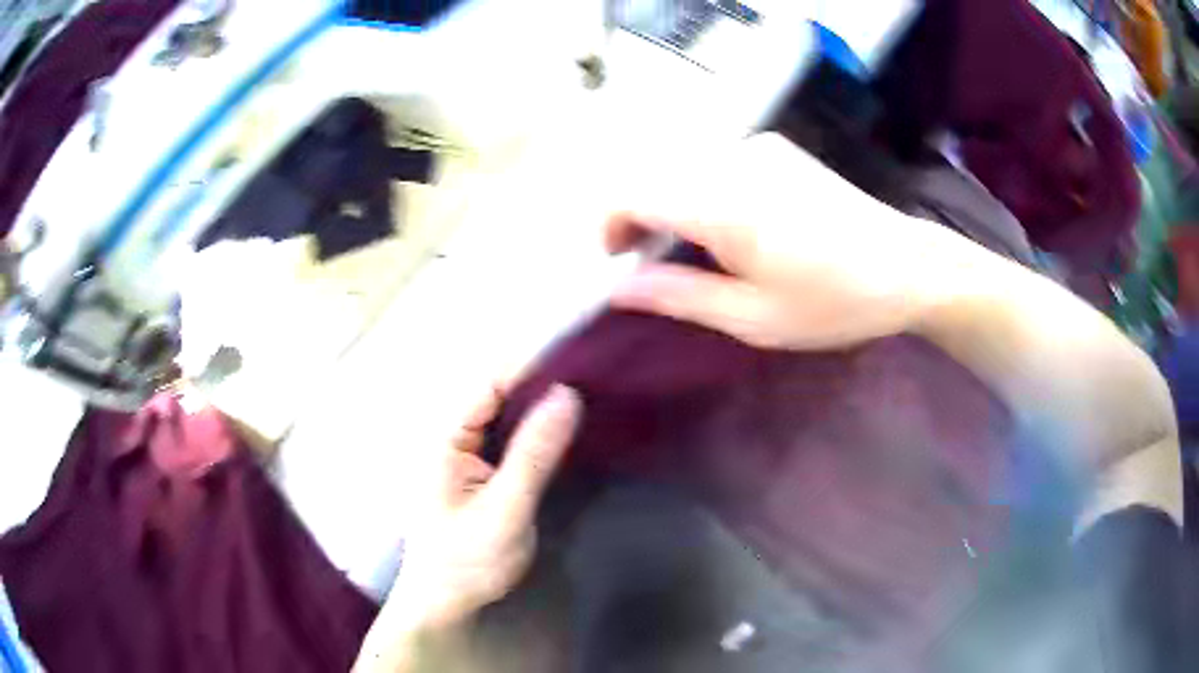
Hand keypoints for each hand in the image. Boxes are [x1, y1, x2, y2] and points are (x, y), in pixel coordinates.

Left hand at [354, 383, 580, 671]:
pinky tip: (566, 429)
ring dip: (541, 404)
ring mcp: (465, 453)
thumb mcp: (505, 511)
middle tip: (593, 376)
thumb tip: (566, 395)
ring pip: (506, 413)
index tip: (580, 357)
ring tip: (588, 395)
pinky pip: (510, 436)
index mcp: (445, 438)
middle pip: (498, 392)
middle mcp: (452, 436)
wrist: (446, 602)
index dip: (532, 366)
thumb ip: (534, 454)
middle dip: (541, 381)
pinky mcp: (481, 470)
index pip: (489, 383)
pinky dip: (537, 429)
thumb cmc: (465, 562)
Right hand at [606, 133, 950, 349]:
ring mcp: (758, 147)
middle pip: (653, 175)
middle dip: (639, 217)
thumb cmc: (835, 301)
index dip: (611, 224)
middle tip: (658, 264)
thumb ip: (680, 297)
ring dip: (672, 204)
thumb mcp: (754, 318)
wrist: (907, 265)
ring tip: (701, 250)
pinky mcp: (777, 147)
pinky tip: (738, 225)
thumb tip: (619, 289)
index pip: (631, 192)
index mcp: (724, 206)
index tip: (621, 261)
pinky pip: (715, 162)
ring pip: (683, 167)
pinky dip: (703, 190)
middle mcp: (733, 161)